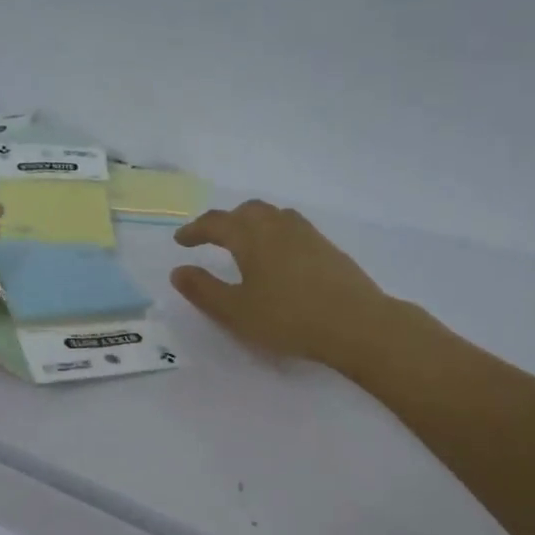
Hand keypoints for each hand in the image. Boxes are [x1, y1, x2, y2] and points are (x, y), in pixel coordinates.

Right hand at [171, 201, 396, 366]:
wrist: (356, 323)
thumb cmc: (288, 318)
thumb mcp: (236, 311)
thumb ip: (204, 290)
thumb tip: (178, 271)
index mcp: (251, 236)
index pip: (216, 223)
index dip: (195, 230)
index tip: (181, 241)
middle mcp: (278, 226)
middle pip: (246, 211)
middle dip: (224, 221)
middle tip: (211, 238)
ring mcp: (307, 234)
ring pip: (272, 215)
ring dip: (251, 222)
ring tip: (244, 242)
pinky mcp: (327, 247)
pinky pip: (292, 227)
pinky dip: (274, 232)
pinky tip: (278, 255)